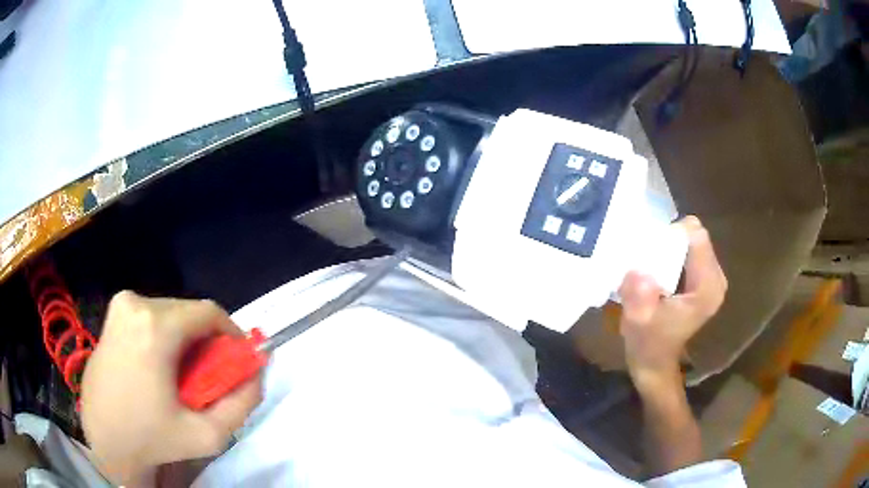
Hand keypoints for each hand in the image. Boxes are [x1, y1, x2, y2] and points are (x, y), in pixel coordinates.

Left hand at [81, 292, 262, 485]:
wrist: (103, 435)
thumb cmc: (151, 437)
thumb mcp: (206, 434)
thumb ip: (241, 403)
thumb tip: (256, 373)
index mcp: (155, 327)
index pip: (209, 312)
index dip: (231, 334)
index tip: (235, 361)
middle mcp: (136, 303)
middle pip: (189, 312)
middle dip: (207, 341)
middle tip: (209, 377)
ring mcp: (120, 305)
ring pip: (171, 313)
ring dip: (186, 340)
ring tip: (184, 376)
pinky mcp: (113, 313)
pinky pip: (152, 316)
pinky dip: (166, 336)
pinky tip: (161, 367)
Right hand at [618, 216, 726, 392]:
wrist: (656, 363)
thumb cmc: (647, 343)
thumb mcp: (636, 321)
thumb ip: (639, 295)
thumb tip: (639, 270)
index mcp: (706, 288)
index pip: (697, 237)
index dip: (672, 236)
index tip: (651, 253)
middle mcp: (717, 280)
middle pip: (698, 236)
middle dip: (673, 240)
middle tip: (651, 261)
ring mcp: (715, 280)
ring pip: (695, 241)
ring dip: (674, 247)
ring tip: (656, 268)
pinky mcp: (709, 280)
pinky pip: (694, 251)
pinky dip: (677, 254)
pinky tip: (664, 272)